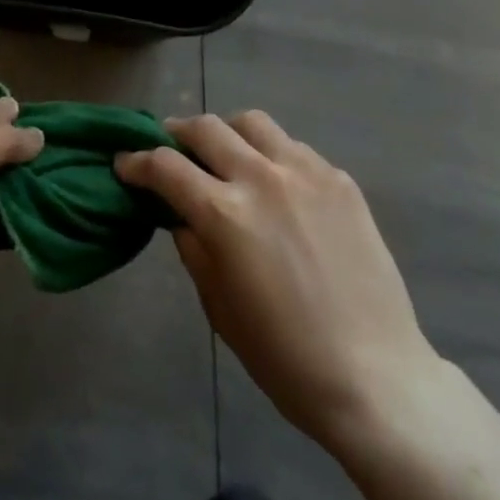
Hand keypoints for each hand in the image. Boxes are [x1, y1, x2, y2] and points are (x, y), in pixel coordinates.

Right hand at [116, 111, 439, 454]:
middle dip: (177, 134)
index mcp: (225, 213)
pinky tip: (277, 184)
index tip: (124, 162)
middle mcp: (261, 177)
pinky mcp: (339, 178)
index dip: (137, 161)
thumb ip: (194, 248)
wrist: (376, 377)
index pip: (165, 166)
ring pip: (252, 122)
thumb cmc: (286, 357)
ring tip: (226, 154)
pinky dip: (271, 154)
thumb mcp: (219, 308)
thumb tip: (181, 214)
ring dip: (228, 132)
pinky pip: (293, 147)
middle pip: (206, 128)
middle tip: (170, 149)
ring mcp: (305, 171)